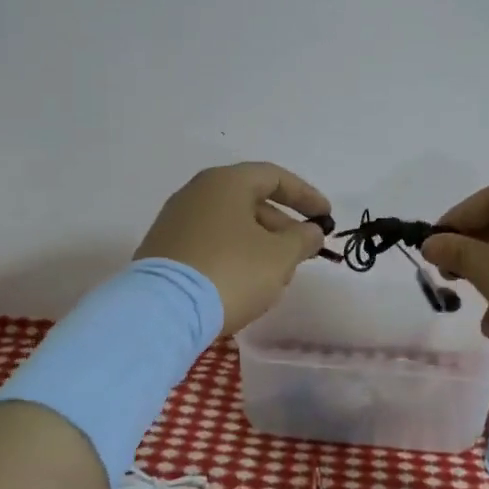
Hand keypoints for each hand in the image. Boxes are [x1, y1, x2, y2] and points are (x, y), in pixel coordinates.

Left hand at [135, 163, 330, 335]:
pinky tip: (244, 284)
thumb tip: (311, 231)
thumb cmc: (231, 272)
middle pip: (250, 201)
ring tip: (277, 276)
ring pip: (230, 225)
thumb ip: (302, 239)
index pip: (274, 177)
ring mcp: (175, 221)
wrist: (163, 311)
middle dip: (282, 227)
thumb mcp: (279, 256)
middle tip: (303, 252)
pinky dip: (234, 256)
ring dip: (259, 245)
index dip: (305, 196)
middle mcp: (196, 193)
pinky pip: (210, 244)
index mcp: (225, 183)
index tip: (326, 217)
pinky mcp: (164, 250)